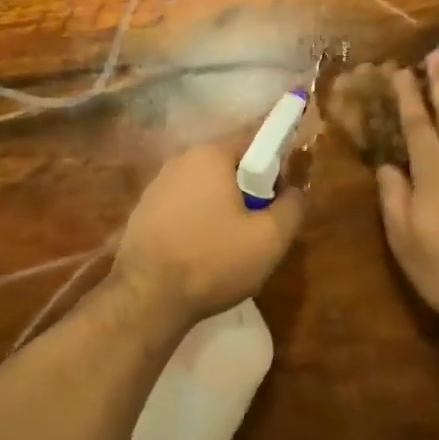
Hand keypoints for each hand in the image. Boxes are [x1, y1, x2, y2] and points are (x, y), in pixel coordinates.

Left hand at [113, 138, 305, 325]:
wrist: (147, 297)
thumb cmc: (213, 260)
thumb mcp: (270, 238)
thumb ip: (292, 206)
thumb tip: (294, 190)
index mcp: (209, 155)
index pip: (253, 142)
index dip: (273, 168)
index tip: (278, 201)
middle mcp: (180, 160)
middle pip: (227, 166)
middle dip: (247, 191)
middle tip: (257, 228)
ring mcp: (156, 185)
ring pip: (204, 188)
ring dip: (221, 208)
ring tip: (228, 247)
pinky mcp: (143, 210)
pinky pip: (182, 206)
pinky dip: (196, 221)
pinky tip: (200, 253)